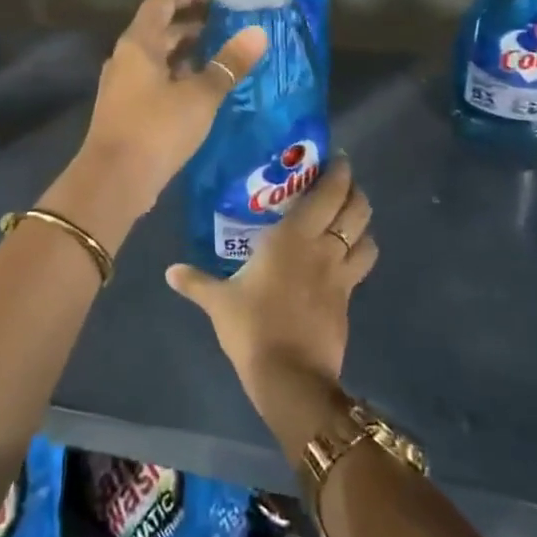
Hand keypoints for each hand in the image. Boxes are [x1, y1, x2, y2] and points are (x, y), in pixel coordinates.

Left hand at [61, 0, 266, 227]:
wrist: (114, 181)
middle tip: (230, 29)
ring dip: (188, 55)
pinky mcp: (126, 110)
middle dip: (194, 26)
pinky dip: (179, 79)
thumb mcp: (200, 96)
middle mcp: (126, 57)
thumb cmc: (156, 128)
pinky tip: (204, 93)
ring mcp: (123, 85)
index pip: (162, 0)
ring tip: (224, 60)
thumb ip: (229, 64)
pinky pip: (155, 82)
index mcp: (139, 43)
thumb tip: (258, 33)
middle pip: (160, 30)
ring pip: (159, 58)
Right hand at [165, 155, 375, 420]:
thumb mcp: (219, 302)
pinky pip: (361, 267)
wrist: (290, 376)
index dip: (338, 173)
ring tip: (350, 217)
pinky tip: (345, 258)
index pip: (328, 194)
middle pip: (356, 209)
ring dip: (363, 223)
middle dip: (355, 191)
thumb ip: (196, 282)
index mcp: (293, 237)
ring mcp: (340, 276)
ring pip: (367, 237)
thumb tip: (170, 271)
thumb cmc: (252, 327)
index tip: (336, 159)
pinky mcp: (348, 301)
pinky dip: (360, 254)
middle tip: (343, 183)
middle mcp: (323, 248)